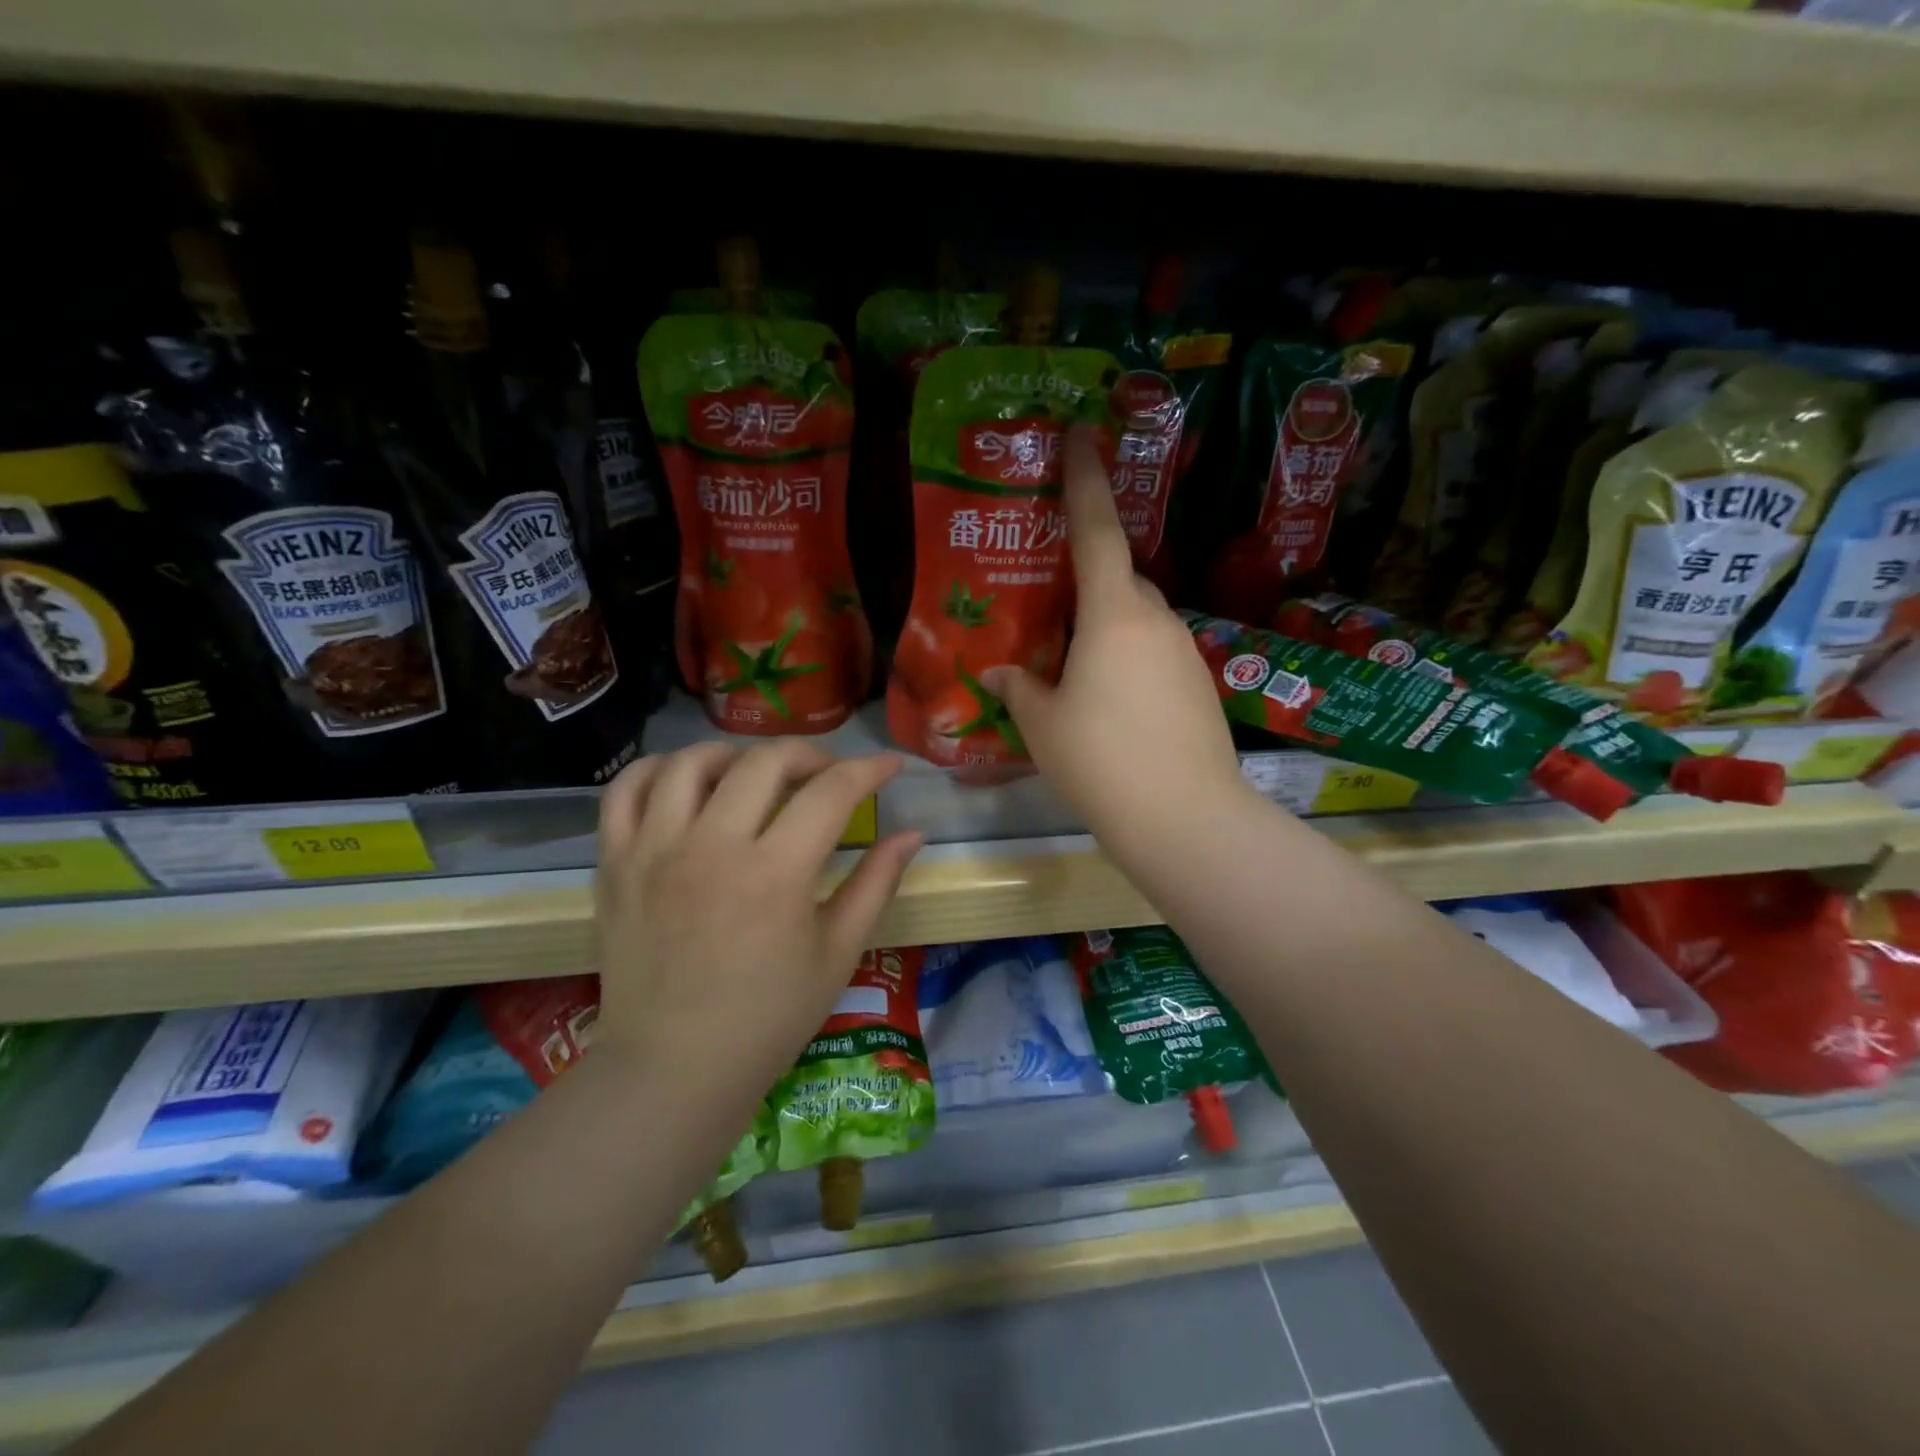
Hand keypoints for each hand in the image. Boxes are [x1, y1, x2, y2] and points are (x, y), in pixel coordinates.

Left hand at [591, 743, 922, 1101]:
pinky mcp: (615, 863)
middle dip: (810, 755)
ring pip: (692, 762)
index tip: (890, 765)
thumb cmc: (769, 1018)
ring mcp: (655, 850)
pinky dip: (657, 770)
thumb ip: (877, 884)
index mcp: (776, 873)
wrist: (673, 1069)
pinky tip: (685, 783)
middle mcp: (713, 846)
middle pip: (765, 761)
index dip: (870, 769)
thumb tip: (913, 834)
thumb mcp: (838, 953)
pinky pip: (626, 790)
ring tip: (755, 775)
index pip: (832, 791)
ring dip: (735, 755)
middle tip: (827, 776)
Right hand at [982, 425, 1245, 847]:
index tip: (1081, 433)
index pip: (1098, 530)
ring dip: (1108, 629)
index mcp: (1114, 614)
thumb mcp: (1042, 725)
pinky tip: (1110, 704)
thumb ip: (1019, 689)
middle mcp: (1156, 621)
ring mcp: (1185, 653)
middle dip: (1090, 583)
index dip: (1086, 479)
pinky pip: (1155, 654)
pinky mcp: (1199, 685)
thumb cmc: (1100, 760)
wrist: (1183, 817)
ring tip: (1075, 670)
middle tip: (1053, 610)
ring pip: (1139, 620)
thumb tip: (998, 674)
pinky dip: (1130, 661)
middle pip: (1121, 579)